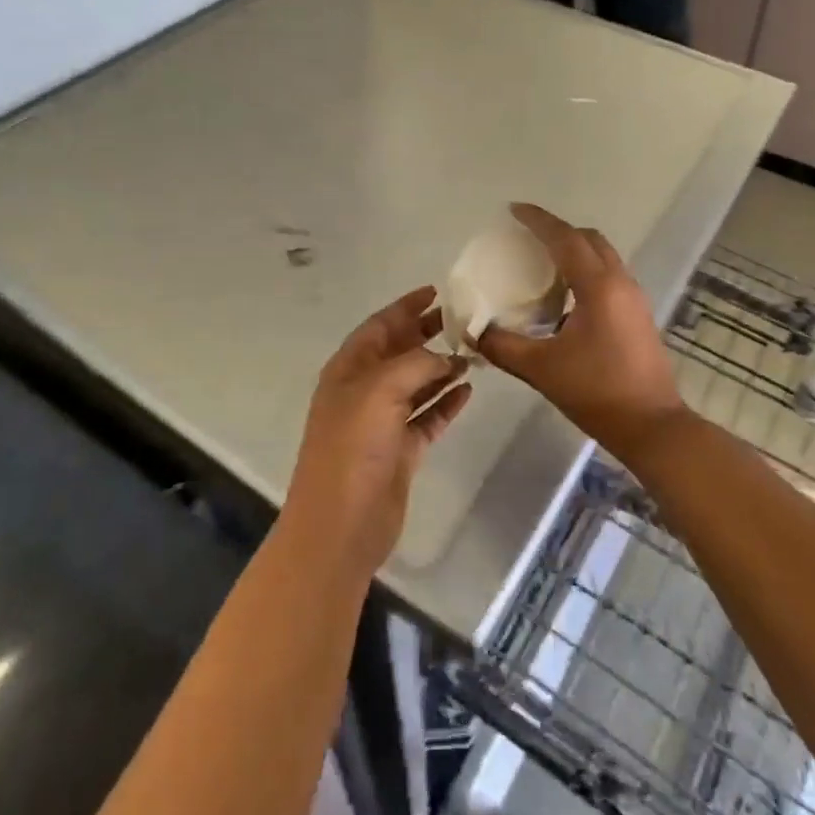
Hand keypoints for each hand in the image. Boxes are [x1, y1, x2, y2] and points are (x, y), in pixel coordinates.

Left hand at [281, 288, 471, 579]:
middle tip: (464, 320)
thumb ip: (417, 362)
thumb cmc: (353, 445)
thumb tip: (446, 358)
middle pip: (400, 352)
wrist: (341, 524)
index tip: (436, 291)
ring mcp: (383, 422)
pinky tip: (469, 390)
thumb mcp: (382, 388)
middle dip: (428, 334)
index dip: (406, 306)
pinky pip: (428, 417)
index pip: (380, 325)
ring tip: (474, 353)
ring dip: (442, 368)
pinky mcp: (401, 450)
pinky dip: (446, 403)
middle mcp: (365, 390)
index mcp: (350, 368)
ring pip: (417, 384)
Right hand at [477, 205, 687, 459]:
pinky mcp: (638, 315)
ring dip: (574, 251)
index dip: (538, 220)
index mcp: (598, 286)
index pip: (565, 238)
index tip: (514, 210)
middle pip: (588, 239)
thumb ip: (504, 346)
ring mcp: (634, 298)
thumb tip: (475, 332)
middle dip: (558, 231)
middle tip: (526, 237)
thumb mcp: (542, 369)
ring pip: (603, 256)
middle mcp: (620, 282)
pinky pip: (609, 276)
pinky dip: (585, 271)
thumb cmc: (597, 392)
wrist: (653, 426)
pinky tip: (565, 296)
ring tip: (542, 263)